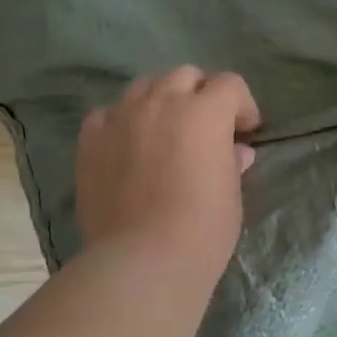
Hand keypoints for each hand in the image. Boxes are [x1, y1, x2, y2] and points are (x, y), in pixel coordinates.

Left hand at [76, 67, 260, 277]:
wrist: (142, 260)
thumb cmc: (202, 229)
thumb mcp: (231, 195)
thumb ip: (231, 163)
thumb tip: (235, 151)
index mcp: (204, 112)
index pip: (230, 85)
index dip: (243, 105)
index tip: (246, 132)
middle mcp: (161, 102)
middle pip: (185, 76)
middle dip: (201, 95)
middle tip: (206, 127)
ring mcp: (121, 117)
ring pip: (144, 86)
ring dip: (162, 100)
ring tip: (165, 130)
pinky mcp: (91, 139)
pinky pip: (108, 114)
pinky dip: (123, 122)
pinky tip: (128, 146)